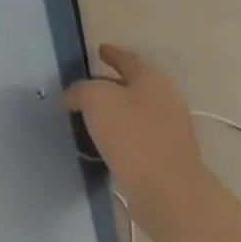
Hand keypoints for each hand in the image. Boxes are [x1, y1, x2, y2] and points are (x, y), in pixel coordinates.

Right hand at [65, 45, 206, 203]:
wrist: (167, 191)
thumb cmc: (132, 136)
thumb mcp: (96, 99)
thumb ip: (80, 90)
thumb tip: (71, 96)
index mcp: (152, 81)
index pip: (129, 59)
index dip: (113, 53)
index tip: (99, 50)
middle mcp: (165, 101)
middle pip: (134, 86)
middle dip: (111, 84)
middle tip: (86, 87)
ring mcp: (169, 132)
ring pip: (136, 113)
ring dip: (115, 113)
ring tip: (90, 117)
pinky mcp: (166, 159)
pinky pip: (137, 138)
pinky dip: (120, 136)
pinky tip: (103, 144)